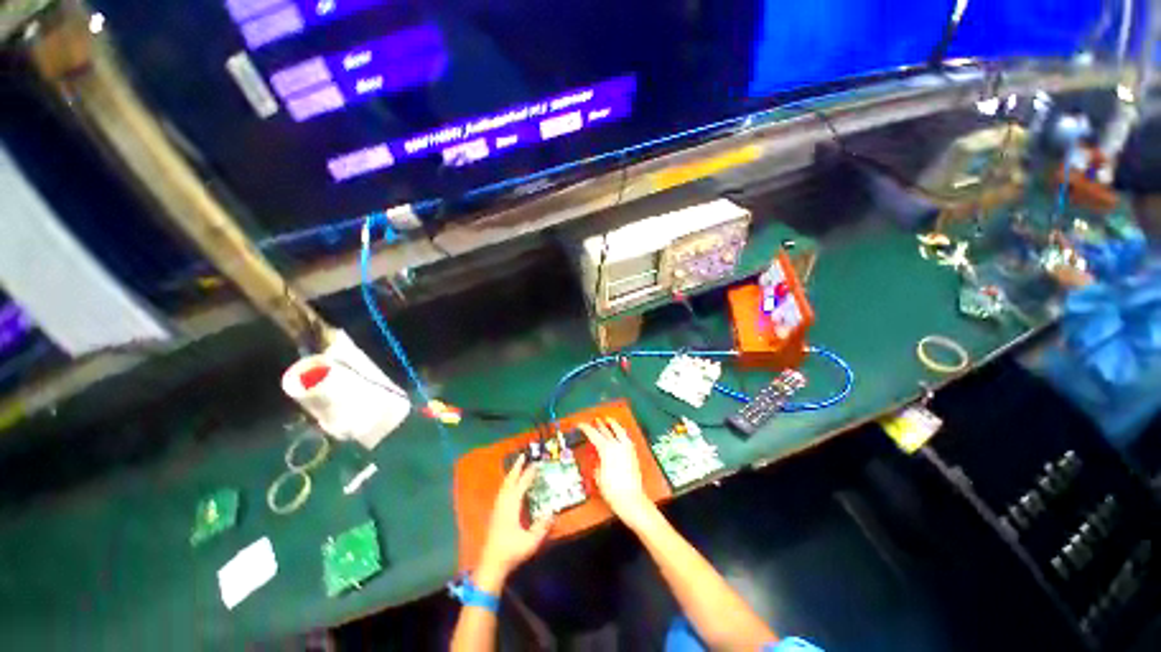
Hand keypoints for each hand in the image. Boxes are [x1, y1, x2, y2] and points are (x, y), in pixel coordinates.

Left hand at [477, 455, 552, 590]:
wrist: (490, 564)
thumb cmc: (511, 551)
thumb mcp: (531, 541)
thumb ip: (542, 527)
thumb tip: (552, 512)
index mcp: (511, 506)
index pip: (522, 484)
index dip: (529, 473)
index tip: (537, 464)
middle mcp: (503, 503)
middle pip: (509, 480)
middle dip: (516, 467)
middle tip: (523, 456)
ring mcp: (497, 508)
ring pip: (504, 485)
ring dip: (511, 474)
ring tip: (517, 466)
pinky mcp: (495, 513)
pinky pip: (502, 491)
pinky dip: (507, 483)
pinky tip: (510, 485)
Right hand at [579, 418, 654, 528]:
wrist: (631, 499)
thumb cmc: (612, 490)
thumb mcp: (598, 476)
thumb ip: (597, 463)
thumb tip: (596, 458)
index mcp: (606, 449)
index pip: (593, 434)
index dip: (585, 428)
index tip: (580, 425)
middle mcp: (617, 445)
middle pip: (605, 430)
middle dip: (598, 425)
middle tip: (594, 420)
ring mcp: (626, 447)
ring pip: (618, 430)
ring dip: (612, 424)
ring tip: (608, 419)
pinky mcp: (633, 453)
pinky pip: (626, 437)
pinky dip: (621, 432)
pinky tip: (620, 433)